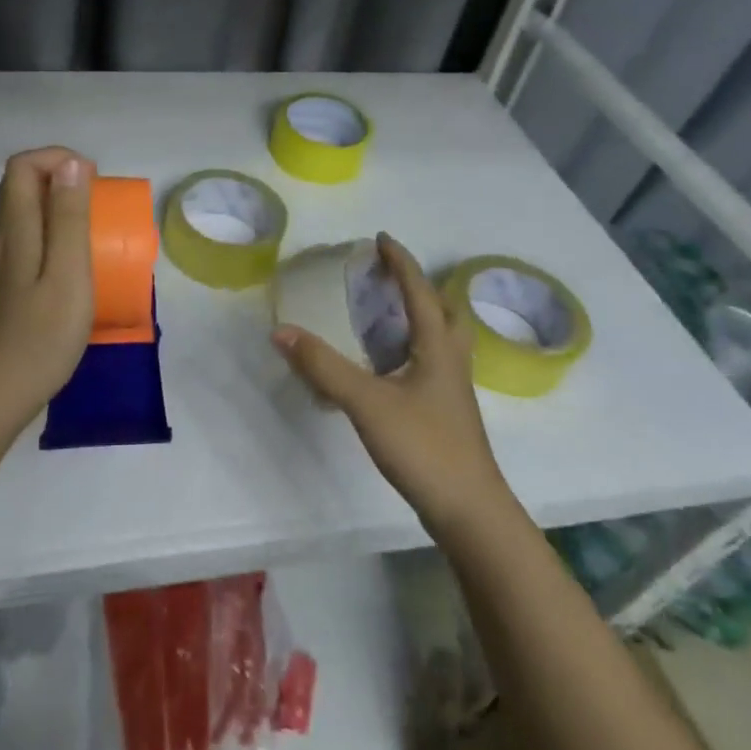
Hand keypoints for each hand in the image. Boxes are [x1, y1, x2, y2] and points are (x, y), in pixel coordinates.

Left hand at [0, 147, 94, 446]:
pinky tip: (66, 269)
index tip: (92, 178)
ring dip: (52, 207)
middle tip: (95, 202)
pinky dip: (46, 236)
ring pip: (17, 216)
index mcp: (15, 231)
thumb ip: (69, 219)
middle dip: (56, 178)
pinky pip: (19, 244)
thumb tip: (69, 163)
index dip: (56, 158)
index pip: (21, 167)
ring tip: (88, 231)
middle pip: (16, 188)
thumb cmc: (38, 339)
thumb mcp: (68, 276)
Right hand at [272, 233, 508, 531]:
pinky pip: (432, 363)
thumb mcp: (367, 402)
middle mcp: (451, 361)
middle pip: (444, 311)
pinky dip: (412, 349)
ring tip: (386, 315)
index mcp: (438, 347)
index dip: (401, 262)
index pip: (420, 291)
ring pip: (442, 339)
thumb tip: (281, 331)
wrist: (469, 511)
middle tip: (388, 279)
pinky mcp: (447, 413)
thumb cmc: (424, 447)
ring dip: (419, 317)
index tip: (381, 239)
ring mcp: (452, 390)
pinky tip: (389, 367)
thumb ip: (323, 367)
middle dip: (419, 287)